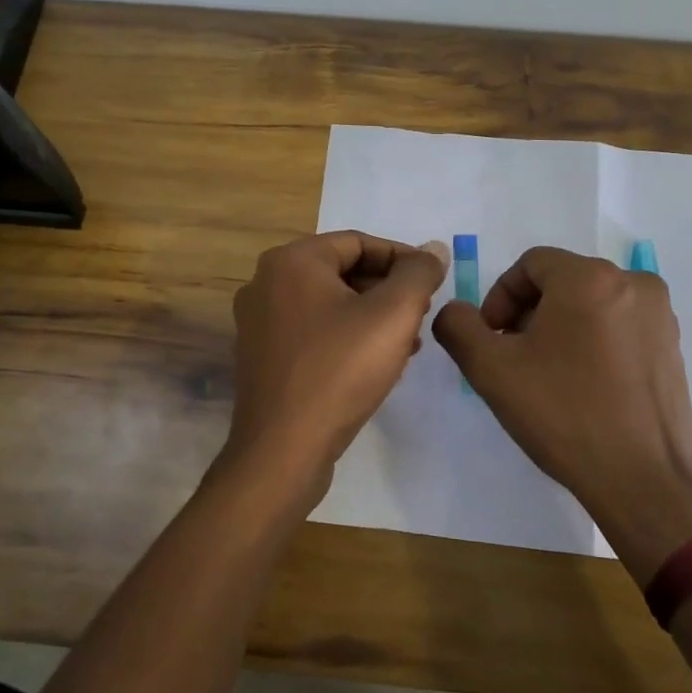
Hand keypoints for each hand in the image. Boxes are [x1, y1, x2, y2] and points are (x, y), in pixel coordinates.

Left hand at [219, 231, 450, 514]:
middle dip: (387, 290)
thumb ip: (418, 274)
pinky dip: (346, 336)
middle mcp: (265, 282)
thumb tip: (433, 248)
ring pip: (329, 303)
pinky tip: (375, 362)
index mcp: (291, 261)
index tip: (433, 282)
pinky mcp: (261, 355)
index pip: (358, 242)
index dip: (402, 258)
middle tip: (422, 313)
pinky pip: (312, 330)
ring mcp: (258, 321)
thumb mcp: (393, 315)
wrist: (283, 450)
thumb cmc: (340, 371)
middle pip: (342, 271)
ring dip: (371, 315)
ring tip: (408, 341)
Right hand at [432, 246, 691, 581]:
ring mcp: (660, 315)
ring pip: (590, 304)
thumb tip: (456, 312)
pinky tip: (583, 388)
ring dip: (560, 328)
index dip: (500, 298)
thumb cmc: (564, 415)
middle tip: (514, 360)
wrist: (644, 480)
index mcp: (590, 278)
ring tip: (548, 377)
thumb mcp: (491, 369)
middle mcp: (633, 283)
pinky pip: (618, 327)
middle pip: (561, 282)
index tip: (492, 341)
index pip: (530, 265)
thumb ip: (458, 326)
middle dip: (529, 314)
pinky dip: (593, 343)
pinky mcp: (673, 347)